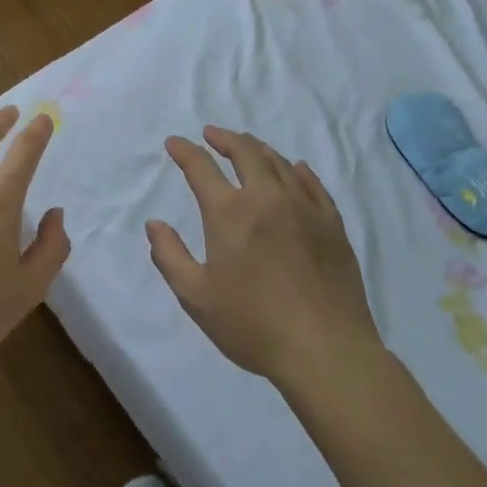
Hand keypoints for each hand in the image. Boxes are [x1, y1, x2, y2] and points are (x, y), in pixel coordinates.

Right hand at [147, 127, 381, 385]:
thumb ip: (169, 256)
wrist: (327, 351)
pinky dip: (298, 170)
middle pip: (245, 151)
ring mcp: (303, 207)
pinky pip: (312, 184)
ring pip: (279, 162)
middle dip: (224, 138)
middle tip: (212, 135)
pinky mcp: (332, 224)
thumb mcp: (197, 297)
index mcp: (229, 212)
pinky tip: (295, 169)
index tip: (174, 143)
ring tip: (247, 147)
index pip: (201, 167)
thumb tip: (154, 224)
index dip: (184, 151)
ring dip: (257, 149)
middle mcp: (266, 197)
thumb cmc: (254, 325)